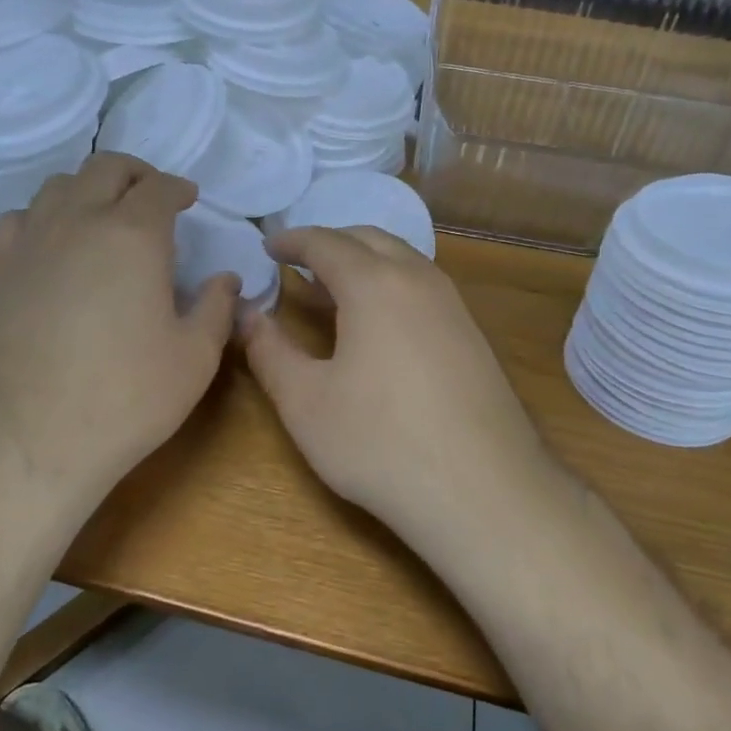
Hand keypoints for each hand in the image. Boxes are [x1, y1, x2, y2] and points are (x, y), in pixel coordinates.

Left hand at [0, 153, 237, 508]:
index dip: (178, 188)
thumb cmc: (124, 399)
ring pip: (58, 187)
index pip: (159, 188)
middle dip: (135, 174)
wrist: (25, 443)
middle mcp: (77, 222)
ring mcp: (28, 243)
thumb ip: (216, 309)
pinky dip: (44, 217)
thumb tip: (225, 280)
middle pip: (105, 169)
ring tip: (104, 217)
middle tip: (152, 197)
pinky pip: (19, 220)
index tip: (189, 199)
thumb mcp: (194, 359)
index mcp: (133, 236)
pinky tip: (52, 246)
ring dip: (89, 190)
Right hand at [241, 226, 559, 536]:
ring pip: (403, 259)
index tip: (268, 246)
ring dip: (364, 262)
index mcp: (374, 284)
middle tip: (299, 263)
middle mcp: (418, 279)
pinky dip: (391, 284)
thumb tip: (247, 315)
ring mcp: (453, 305)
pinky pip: (423, 286)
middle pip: (369, 239)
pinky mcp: (473, 335)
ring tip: (333, 291)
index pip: (325, 242)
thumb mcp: (306, 402)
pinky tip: (379, 325)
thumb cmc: (381, 444)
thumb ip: (270, 351)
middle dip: (330, 243)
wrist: (483, 491)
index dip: (292, 240)